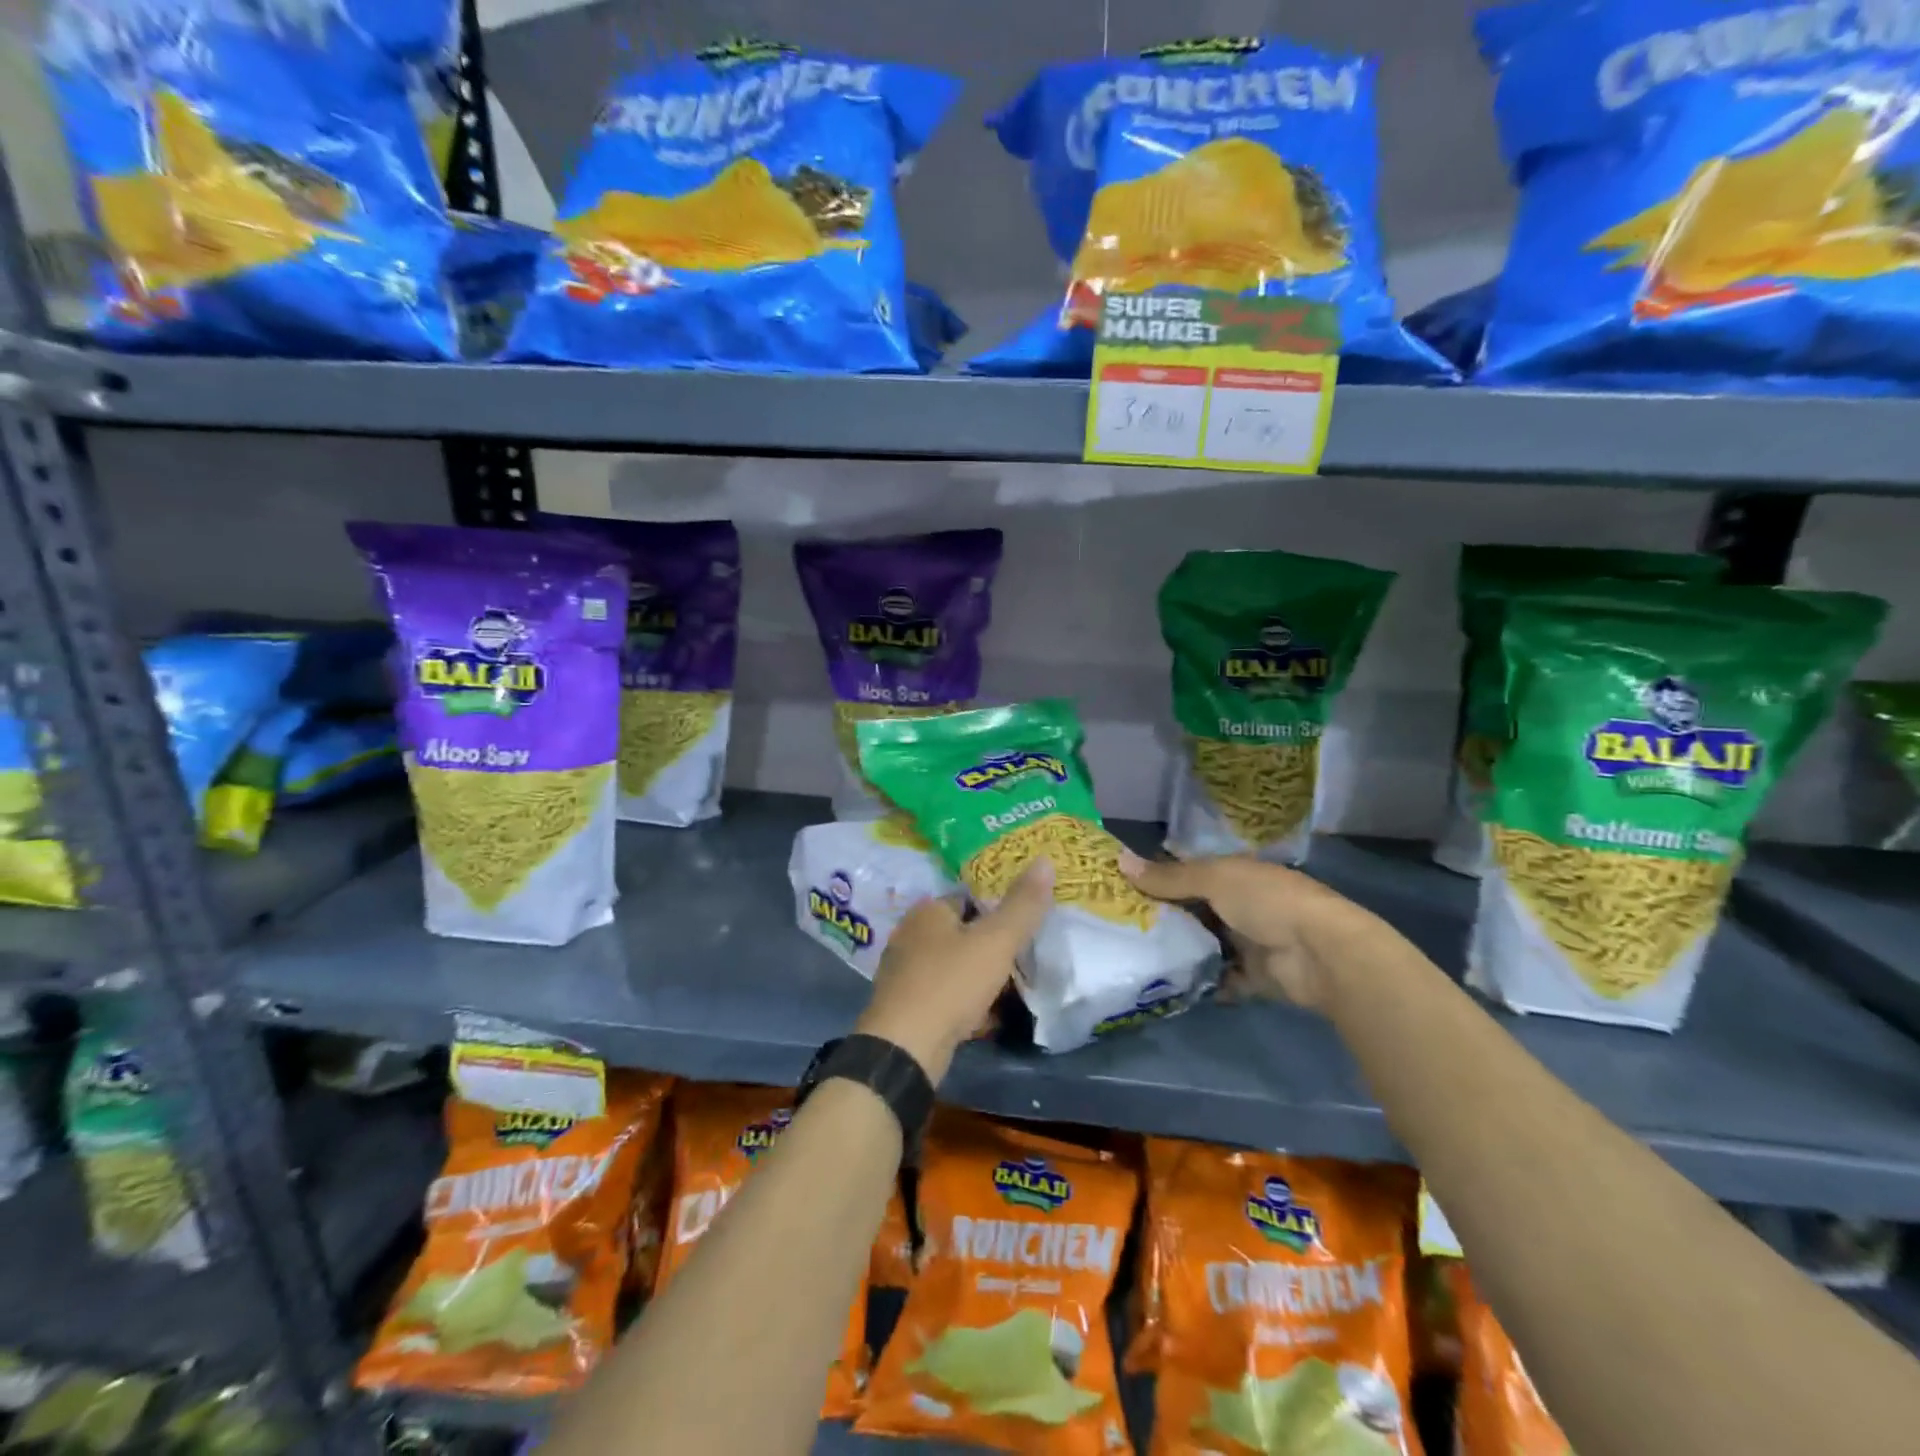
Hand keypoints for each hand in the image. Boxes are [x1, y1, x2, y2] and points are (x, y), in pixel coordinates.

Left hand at [856, 858, 1054, 1081]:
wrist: (905, 1047)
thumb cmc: (951, 983)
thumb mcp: (996, 941)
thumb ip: (1022, 904)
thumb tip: (1044, 859)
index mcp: (927, 911)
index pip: (968, 897)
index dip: (997, 910)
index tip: (1022, 929)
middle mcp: (909, 934)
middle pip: (960, 932)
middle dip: (987, 945)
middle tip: (1019, 961)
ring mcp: (902, 970)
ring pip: (951, 964)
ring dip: (976, 975)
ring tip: (1006, 990)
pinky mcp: (903, 1003)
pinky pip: (942, 992)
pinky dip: (962, 1000)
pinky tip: (982, 1017)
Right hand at [1117, 850, 1381, 1012]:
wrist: (1322, 954)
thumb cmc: (1267, 902)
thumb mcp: (1213, 879)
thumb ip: (1168, 876)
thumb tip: (1119, 860)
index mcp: (1235, 874)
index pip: (1190, 872)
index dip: (1159, 878)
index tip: (1121, 888)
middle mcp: (1241, 904)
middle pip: (1194, 910)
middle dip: (1163, 918)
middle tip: (1120, 926)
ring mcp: (1249, 942)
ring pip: (1204, 945)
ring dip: (1180, 951)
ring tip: (1135, 957)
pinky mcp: (1254, 977)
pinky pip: (1219, 979)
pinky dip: (1200, 982)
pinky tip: (1167, 985)